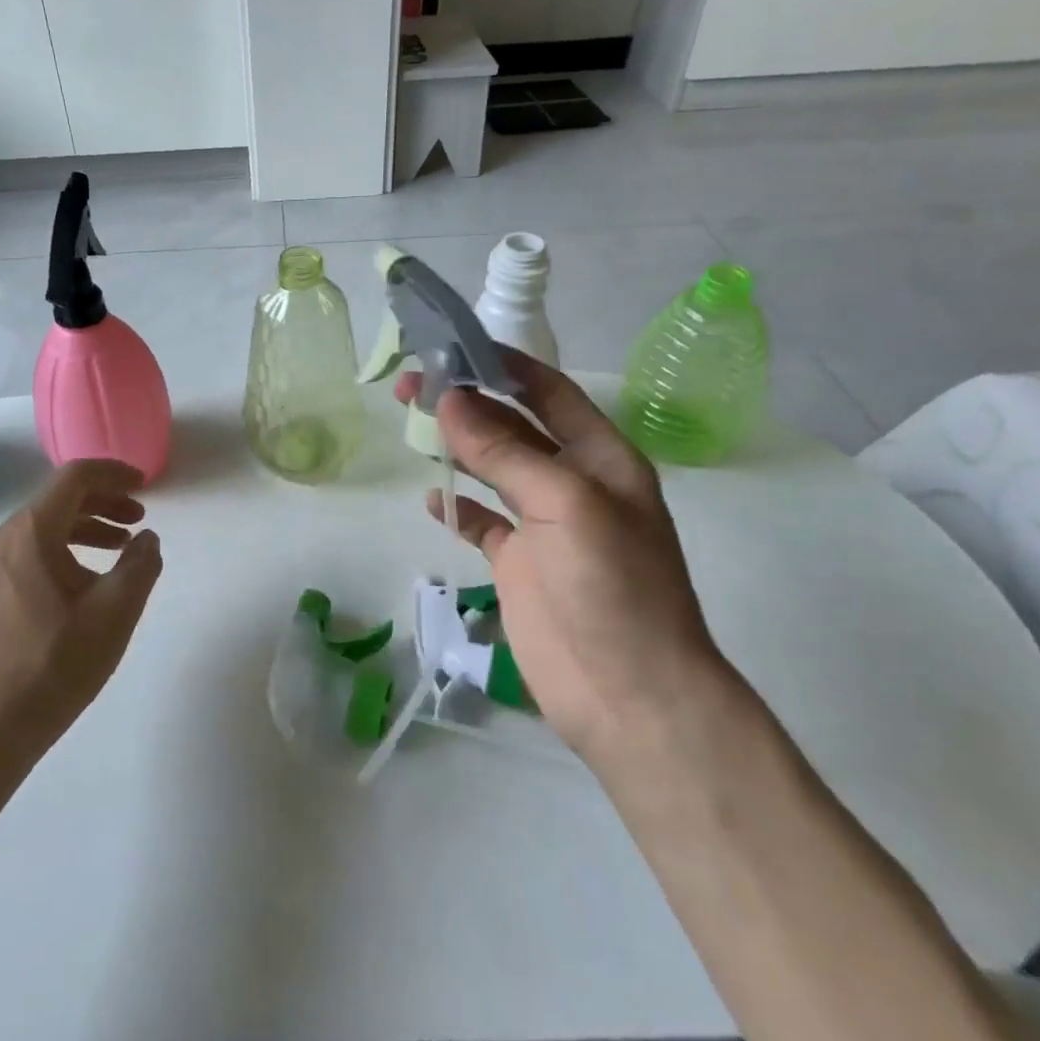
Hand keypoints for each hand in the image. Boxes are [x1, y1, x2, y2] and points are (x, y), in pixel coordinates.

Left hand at [0, 459, 162, 751]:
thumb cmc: (56, 662)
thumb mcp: (115, 610)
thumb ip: (141, 565)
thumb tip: (147, 539)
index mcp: (32, 532)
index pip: (76, 477)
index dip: (115, 473)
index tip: (145, 485)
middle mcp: (7, 538)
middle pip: (61, 498)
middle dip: (105, 500)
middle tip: (140, 517)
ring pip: (48, 525)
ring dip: (89, 525)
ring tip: (124, 545)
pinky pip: (35, 549)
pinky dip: (69, 547)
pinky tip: (91, 576)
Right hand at [398, 351, 729, 765]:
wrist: (629, 695)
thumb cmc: (612, 586)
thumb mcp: (565, 504)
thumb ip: (505, 452)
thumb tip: (449, 400)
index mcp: (600, 458)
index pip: (549, 393)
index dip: (505, 365)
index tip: (454, 345)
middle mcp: (572, 483)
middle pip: (512, 426)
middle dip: (467, 402)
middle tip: (411, 384)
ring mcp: (543, 525)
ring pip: (492, 469)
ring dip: (456, 445)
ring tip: (410, 423)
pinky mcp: (518, 563)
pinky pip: (481, 522)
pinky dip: (457, 507)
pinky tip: (431, 498)